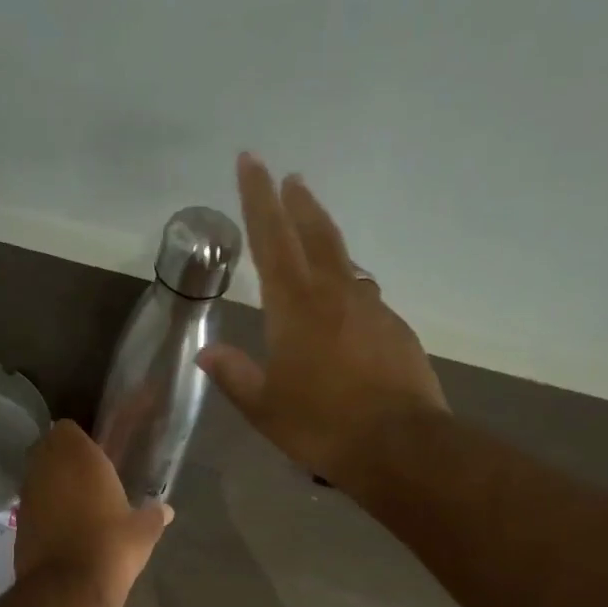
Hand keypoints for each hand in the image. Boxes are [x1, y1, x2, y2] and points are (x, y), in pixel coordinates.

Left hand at [15, 421, 171, 606]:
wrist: (68, 588)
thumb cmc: (112, 545)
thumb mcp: (144, 531)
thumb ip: (154, 515)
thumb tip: (167, 511)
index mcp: (78, 455)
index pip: (68, 428)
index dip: (79, 441)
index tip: (96, 456)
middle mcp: (46, 466)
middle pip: (48, 450)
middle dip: (63, 460)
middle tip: (88, 479)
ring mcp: (27, 494)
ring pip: (37, 477)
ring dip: (52, 485)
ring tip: (77, 506)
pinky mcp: (17, 521)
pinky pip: (32, 505)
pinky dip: (44, 511)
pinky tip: (63, 529)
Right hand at [201, 154, 447, 485]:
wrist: (401, 446)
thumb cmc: (321, 426)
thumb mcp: (265, 408)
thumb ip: (235, 375)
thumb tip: (206, 353)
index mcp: (295, 307)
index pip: (271, 239)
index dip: (258, 198)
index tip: (252, 160)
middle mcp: (335, 295)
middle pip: (315, 235)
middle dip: (298, 204)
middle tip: (291, 177)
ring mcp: (371, 309)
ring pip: (344, 261)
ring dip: (326, 239)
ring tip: (314, 231)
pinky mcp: (395, 329)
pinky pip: (364, 295)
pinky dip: (348, 285)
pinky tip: (345, 301)